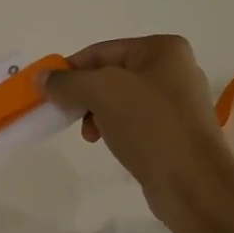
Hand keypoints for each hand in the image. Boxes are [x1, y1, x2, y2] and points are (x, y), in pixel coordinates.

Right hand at [41, 36, 233, 232]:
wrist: (193, 183)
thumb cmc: (149, 126)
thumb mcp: (101, 92)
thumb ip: (67, 82)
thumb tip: (41, 77)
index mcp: (163, 49)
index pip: (101, 51)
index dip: (70, 70)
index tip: (48, 93)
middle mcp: (174, 69)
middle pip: (110, 74)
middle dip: (85, 95)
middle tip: (69, 116)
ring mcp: (177, 103)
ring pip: (120, 100)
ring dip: (97, 114)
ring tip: (91, 135)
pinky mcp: (175, 132)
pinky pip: (134, 121)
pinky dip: (115, 128)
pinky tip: (109, 143)